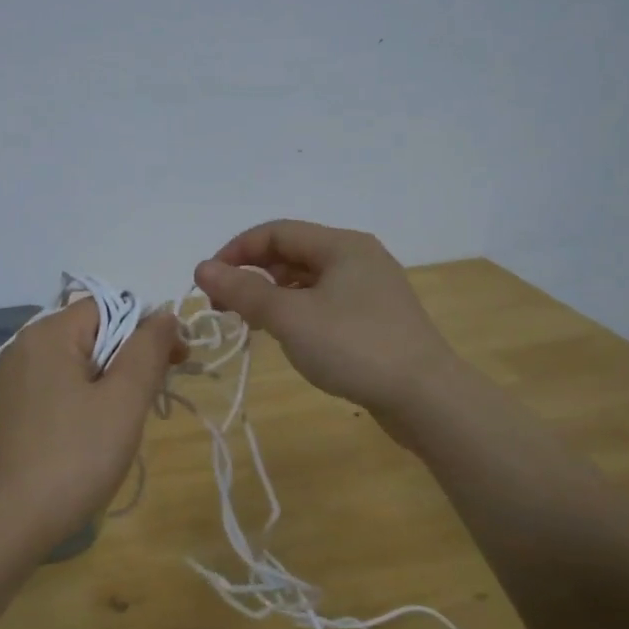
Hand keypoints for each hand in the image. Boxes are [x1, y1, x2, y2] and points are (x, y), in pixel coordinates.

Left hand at [0, 300, 180, 554]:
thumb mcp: (124, 401)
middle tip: (154, 396)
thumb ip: (148, 350)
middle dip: (131, 357)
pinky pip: (59, 387)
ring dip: (111, 381)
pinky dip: (85, 399)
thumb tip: (165, 315)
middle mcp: (25, 346)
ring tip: (127, 420)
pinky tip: (95, 434)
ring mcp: (13, 380)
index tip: (176, 364)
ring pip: (78, 362)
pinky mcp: (11, 410)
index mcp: (49, 333)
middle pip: (94, 332)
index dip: (149, 328)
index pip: (112, 306)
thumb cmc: (74, 457)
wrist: (7, 524)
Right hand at [193, 220, 456, 420]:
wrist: (426, 396)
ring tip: (250, 322)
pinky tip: (287, 335)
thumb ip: (244, 291)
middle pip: (293, 253)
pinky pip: (326, 303)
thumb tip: (202, 268)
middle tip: (224, 307)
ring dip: (274, 295)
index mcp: (341, 245)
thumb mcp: (291, 317)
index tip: (208, 282)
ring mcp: (371, 289)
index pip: (276, 232)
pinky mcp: (376, 319)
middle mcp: (358, 258)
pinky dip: (298, 311)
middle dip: (253, 274)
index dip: (236, 251)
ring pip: (309, 280)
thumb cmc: (354, 346)